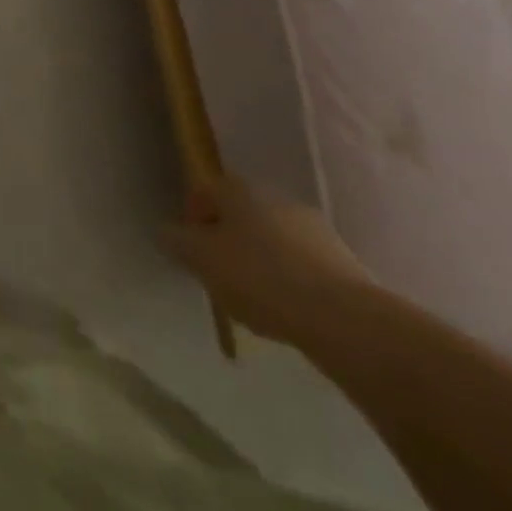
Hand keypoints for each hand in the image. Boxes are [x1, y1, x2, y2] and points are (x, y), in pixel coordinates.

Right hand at [161, 177, 374, 346]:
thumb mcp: (202, 260)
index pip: (205, 191)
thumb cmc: (260, 279)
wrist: (345, 320)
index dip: (193, 216)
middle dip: (228, 239)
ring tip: (255, 299)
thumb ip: (178, 242)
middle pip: (240, 214)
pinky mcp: (343, 261)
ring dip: (260, 260)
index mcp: (239, 190)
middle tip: (220, 274)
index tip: (191, 250)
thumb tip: (166, 232)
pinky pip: (302, 264)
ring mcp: (314, 228)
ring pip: (273, 239)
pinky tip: (287, 310)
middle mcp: (276, 198)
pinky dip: (290, 280)